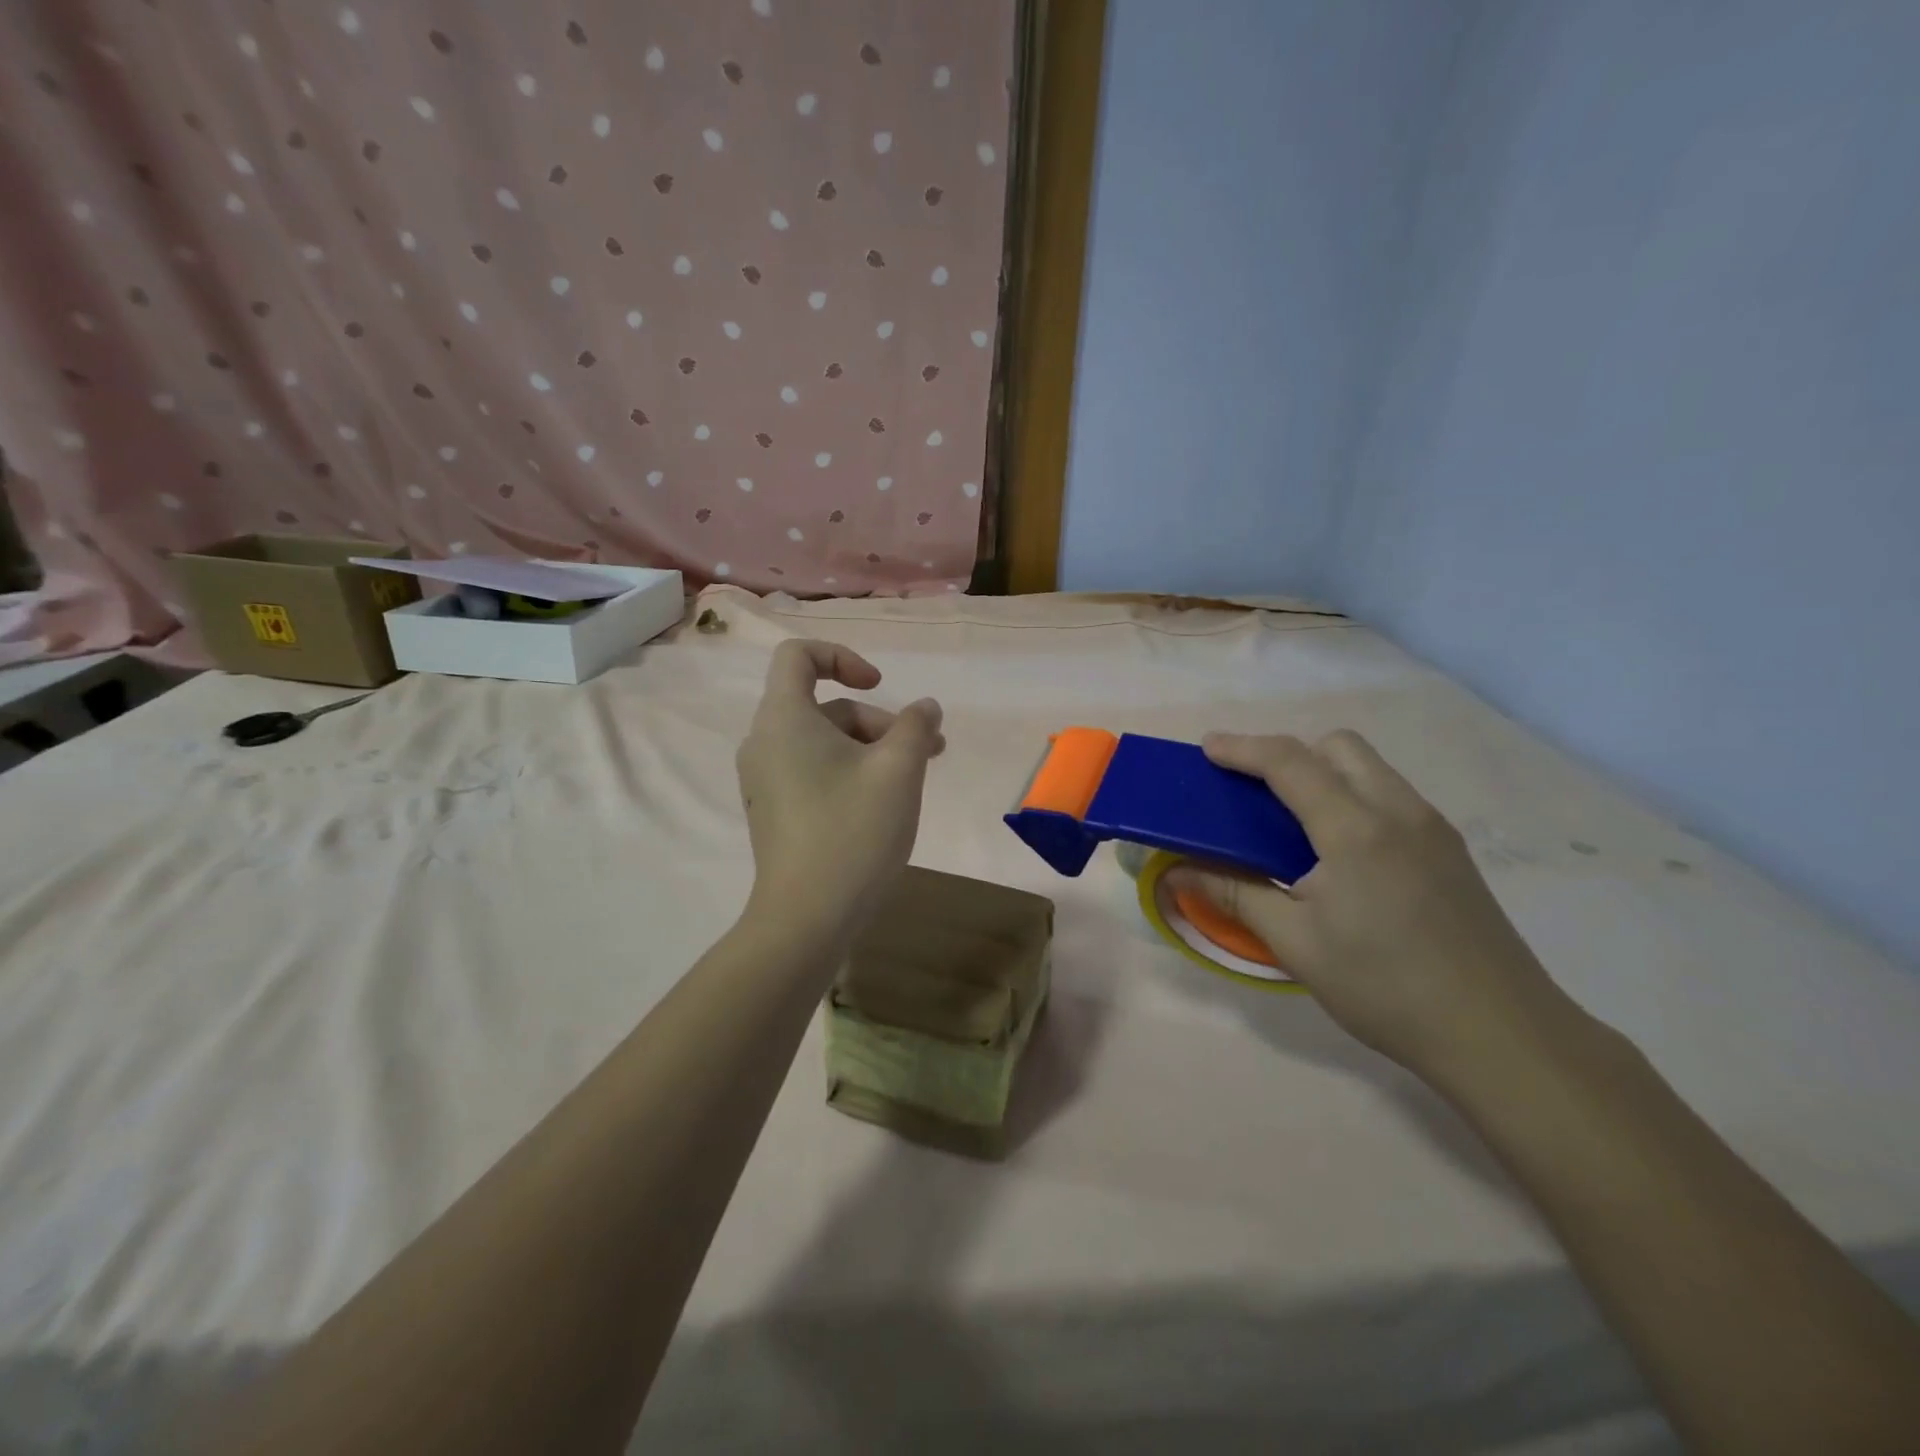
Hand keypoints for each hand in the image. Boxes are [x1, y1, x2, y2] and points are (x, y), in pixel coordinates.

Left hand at [736, 640, 943, 937]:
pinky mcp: (774, 810)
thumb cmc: (853, 832)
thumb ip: (916, 727)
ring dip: (871, 749)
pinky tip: (883, 804)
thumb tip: (925, 708)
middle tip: (926, 752)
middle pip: (824, 706)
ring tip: (914, 781)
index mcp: (783, 719)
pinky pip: (813, 771)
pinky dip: (849, 772)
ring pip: (823, 742)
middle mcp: (764, 742)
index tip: (880, 687)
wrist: (807, 919)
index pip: (798, 656)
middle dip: (878, 721)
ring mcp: (766, 780)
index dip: (842, 658)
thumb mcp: (899, 771)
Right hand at [1168, 731, 1574, 1085]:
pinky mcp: (1450, 850)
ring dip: (1322, 772)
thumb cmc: (1385, 987)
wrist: (1502, 1035)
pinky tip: (1337, 852)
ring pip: (1369, 767)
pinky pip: (1390, 795)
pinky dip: (1351, 796)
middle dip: (1288, 753)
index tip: (1206, 749)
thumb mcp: (1295, 943)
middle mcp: (1398, 811)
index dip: (1242, 748)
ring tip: (1289, 820)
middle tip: (1252, 791)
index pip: (1289, 762)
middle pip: (1337, 746)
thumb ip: (1234, 894)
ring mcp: (1432, 828)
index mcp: (1355, 828)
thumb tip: (1175, 872)